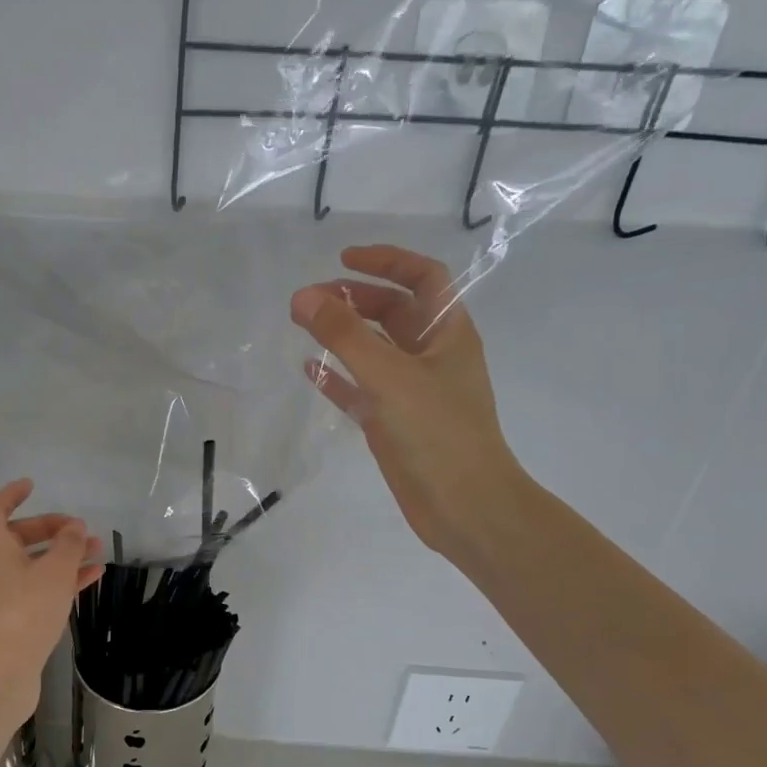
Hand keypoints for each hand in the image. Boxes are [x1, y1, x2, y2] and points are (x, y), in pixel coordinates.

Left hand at [0, 480, 103, 721]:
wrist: (2, 672)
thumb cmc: (26, 611)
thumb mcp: (54, 571)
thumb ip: (68, 544)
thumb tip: (75, 527)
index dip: (12, 494)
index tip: (33, 484)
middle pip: (19, 536)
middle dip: (52, 529)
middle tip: (80, 529)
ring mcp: (2, 594)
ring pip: (34, 563)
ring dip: (63, 555)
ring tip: (97, 551)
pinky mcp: (14, 617)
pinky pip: (40, 587)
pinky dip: (62, 579)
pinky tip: (92, 578)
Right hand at [290, 245, 523, 563]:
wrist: (464, 506)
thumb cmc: (436, 432)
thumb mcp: (389, 375)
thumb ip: (344, 334)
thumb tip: (302, 297)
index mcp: (447, 333)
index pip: (422, 278)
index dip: (386, 261)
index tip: (342, 260)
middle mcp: (431, 356)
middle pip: (393, 311)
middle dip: (353, 299)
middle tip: (309, 302)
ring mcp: (411, 390)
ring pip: (373, 349)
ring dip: (342, 334)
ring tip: (303, 325)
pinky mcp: (393, 421)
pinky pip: (360, 388)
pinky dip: (337, 375)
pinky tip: (310, 370)